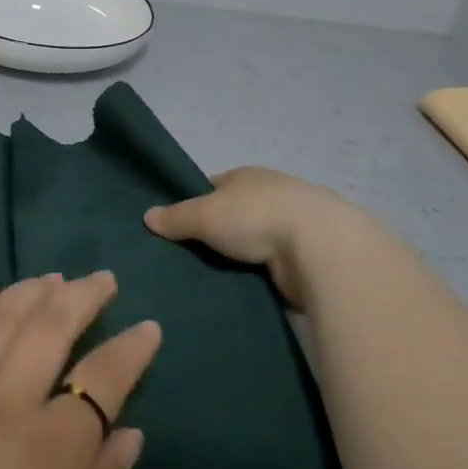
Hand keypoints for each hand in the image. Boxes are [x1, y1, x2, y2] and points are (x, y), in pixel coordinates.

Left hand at [0, 272, 160, 468]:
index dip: (131, 349)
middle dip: (82, 296)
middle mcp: (2, 406)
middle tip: (100, 280)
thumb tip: (128, 435)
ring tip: (50, 278)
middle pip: (49, 328)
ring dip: (28, 291)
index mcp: (51, 452)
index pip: (104, 379)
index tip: (148, 327)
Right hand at [143, 166, 362, 307]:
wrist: (320, 247)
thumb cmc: (256, 216)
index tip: (177, 228)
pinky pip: (270, 268)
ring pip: (252, 244)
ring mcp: (291, 227)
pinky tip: (240, 292)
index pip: (213, 187)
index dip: (195, 204)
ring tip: (208, 281)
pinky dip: (258, 278)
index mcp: (247, 177)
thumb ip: (176, 217)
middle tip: (186, 261)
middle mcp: (270, 196)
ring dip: (238, 259)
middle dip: (215, 236)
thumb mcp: (204, 213)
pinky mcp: (305, 258)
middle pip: (233, 216)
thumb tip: (147, 216)